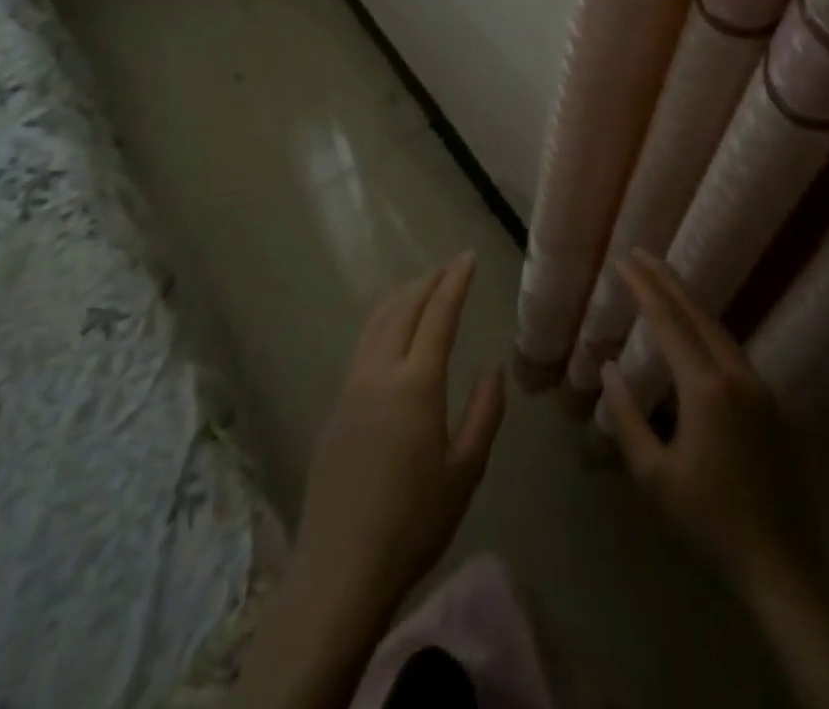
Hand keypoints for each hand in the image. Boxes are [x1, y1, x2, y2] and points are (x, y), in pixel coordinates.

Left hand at [291, 254, 506, 626]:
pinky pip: (363, 345)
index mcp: (416, 384)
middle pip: (403, 308)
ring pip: (377, 322)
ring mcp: (351, 388)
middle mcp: (380, 373)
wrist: (339, 570)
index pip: (438, 315)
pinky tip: (392, 331)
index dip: (454, 282)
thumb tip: (493, 369)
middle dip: (429, 281)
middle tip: (451, 266)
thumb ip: (484, 414)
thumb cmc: (413, 523)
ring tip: (422, 286)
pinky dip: (383, 320)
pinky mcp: (335, 407)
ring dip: (402, 296)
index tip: (467, 258)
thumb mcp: (465, 472)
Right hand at [598, 252, 819, 601]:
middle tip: (641, 254)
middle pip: (696, 314)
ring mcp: (758, 387)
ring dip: (688, 301)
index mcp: (705, 388)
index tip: (624, 262)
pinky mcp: (769, 403)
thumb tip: (609, 368)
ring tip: (662, 281)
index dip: (644, 289)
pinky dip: (705, 325)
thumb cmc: (708, 523)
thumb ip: (627, 418)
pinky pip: (730, 348)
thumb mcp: (654, 478)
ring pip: (717, 328)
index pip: (668, 322)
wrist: (781, 565)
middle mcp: (735, 375)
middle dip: (667, 281)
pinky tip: (694, 328)